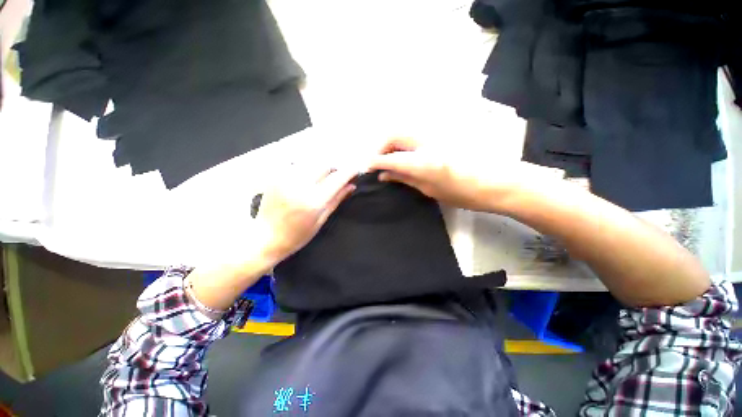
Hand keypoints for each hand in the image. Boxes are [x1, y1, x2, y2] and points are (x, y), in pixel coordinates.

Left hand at [255, 165, 356, 262]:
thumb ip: (336, 200)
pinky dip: (306, 168)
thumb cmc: (297, 235)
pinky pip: (297, 164)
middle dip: (334, 168)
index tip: (355, 170)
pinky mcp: (276, 176)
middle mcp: (300, 185)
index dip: (349, 171)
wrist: (265, 238)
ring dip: (320, 167)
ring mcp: (286, 178)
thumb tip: (351, 186)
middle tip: (336, 177)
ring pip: (311, 161)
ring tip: (321, 178)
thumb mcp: (321, 220)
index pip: (337, 178)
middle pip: (325, 164)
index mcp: (313, 201)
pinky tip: (305, 178)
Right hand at [369, 137, 560, 213]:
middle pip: (394, 134)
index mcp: (422, 160)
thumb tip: (384, 174)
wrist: (495, 181)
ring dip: (391, 144)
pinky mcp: (439, 137)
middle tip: (377, 163)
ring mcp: (434, 137)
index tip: (365, 167)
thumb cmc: (463, 192)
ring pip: (403, 133)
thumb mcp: (428, 189)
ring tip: (388, 160)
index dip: (374, 161)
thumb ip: (404, 178)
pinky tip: (403, 156)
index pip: (389, 156)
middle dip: (380, 147)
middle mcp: (425, 143)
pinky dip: (402, 145)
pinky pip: (413, 137)